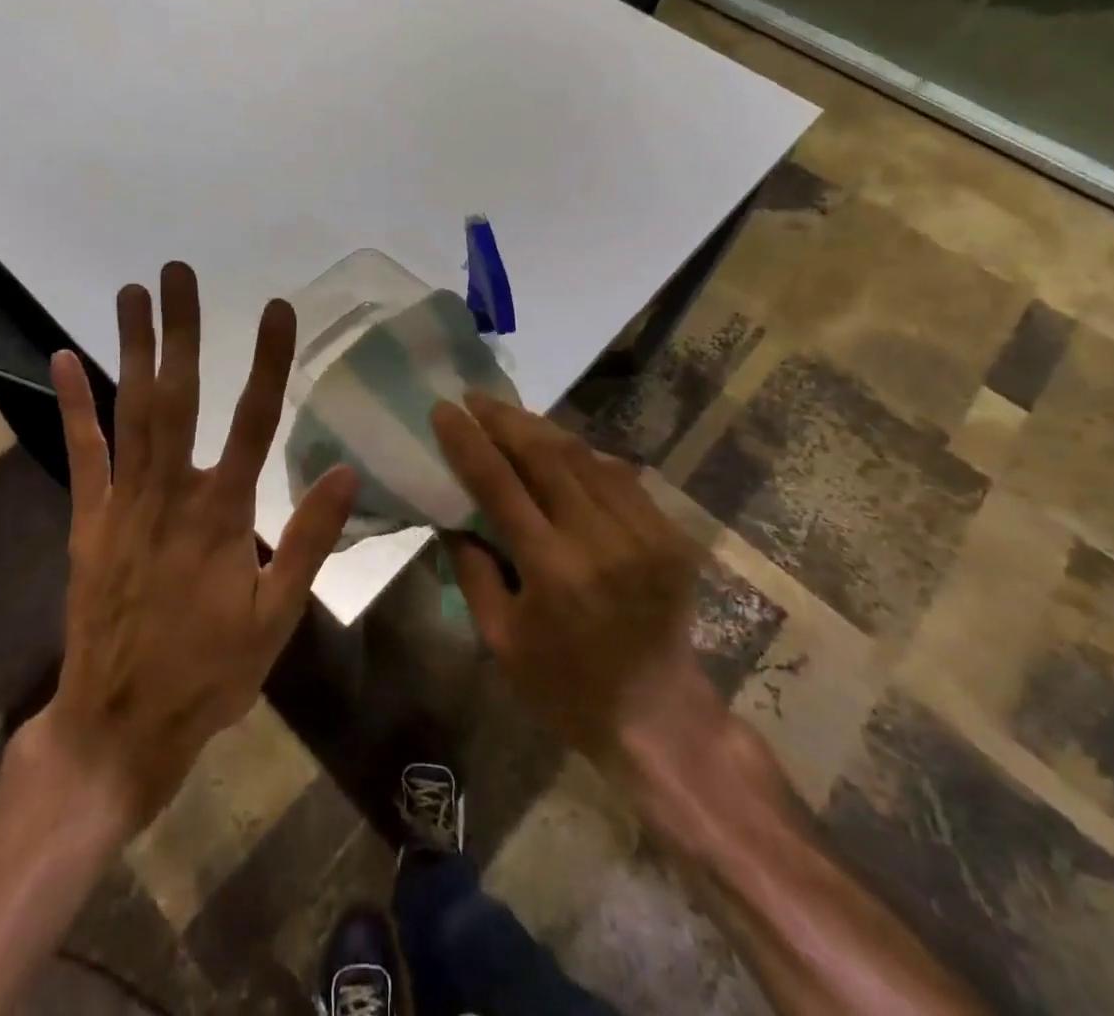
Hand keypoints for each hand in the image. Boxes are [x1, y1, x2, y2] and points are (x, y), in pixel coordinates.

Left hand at [20, 262, 357, 829]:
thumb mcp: (276, 618)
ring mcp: (122, 503)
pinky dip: (72, 405)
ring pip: (129, 412)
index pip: (254, 422)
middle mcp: (170, 494)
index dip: (269, 361)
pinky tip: (63, 359)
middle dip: (181, 331)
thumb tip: (346, 471)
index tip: (278, 308)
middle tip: (179, 274)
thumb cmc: (209, 673)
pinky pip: (81, 454)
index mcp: (223, 514)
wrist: (118, 728)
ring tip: (132, 293)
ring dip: (131, 349)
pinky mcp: (88, 521)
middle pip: (177, 398)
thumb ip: (307, 540)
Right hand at [430, 394, 725, 762]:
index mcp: (553, 570)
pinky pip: (618, 476)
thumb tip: (452, 510)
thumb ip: (471, 567)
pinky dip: (583, 456)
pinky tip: (559, 448)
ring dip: (542, 429)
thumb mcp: (499, 638)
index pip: (499, 484)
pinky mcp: (670, 534)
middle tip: (476, 397)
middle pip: (545, 454)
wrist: (659, 716)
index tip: (443, 409)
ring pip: (584, 456)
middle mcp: (601, 539)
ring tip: (510, 414)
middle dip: (505, 418)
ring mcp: (644, 532)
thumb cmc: (564, 687)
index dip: (467, 441)